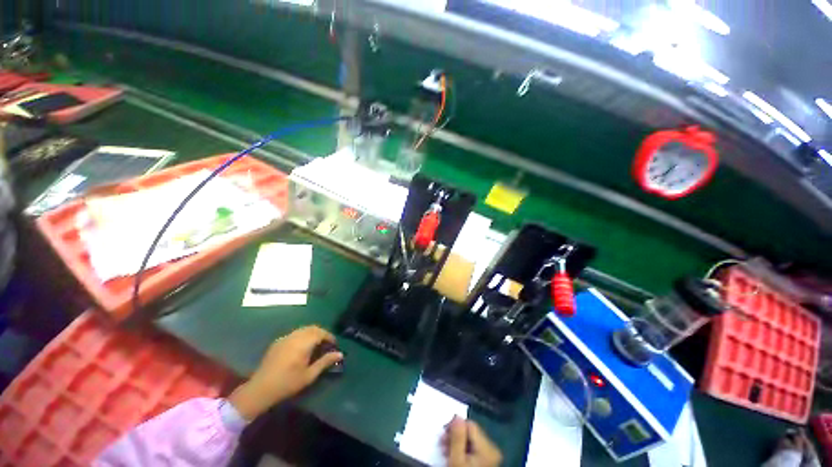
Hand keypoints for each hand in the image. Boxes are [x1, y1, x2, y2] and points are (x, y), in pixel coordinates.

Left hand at [228, 326, 342, 419]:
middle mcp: (294, 336)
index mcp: (303, 343)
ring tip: (315, 345)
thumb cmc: (287, 384)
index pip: (321, 332)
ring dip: (312, 334)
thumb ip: (325, 362)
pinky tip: (301, 348)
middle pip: (312, 328)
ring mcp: (285, 338)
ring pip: (303, 329)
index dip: (329, 336)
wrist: (260, 390)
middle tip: (326, 344)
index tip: (334, 344)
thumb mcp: (309, 375)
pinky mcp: (277, 342)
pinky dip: (302, 336)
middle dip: (321, 333)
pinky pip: (294, 334)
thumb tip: (340, 354)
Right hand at [442, 416, 501, 466]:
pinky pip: (474, 448)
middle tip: (442, 442)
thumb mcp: (457, 459)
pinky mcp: (487, 461)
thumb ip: (457, 437)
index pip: (470, 424)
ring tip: (445, 450)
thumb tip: (456, 416)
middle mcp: (492, 448)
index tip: (443, 433)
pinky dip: (463, 450)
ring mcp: (490, 456)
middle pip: (471, 432)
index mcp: (488, 447)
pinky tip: (454, 456)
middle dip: (455, 435)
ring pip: (471, 440)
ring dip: (457, 442)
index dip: (455, 425)